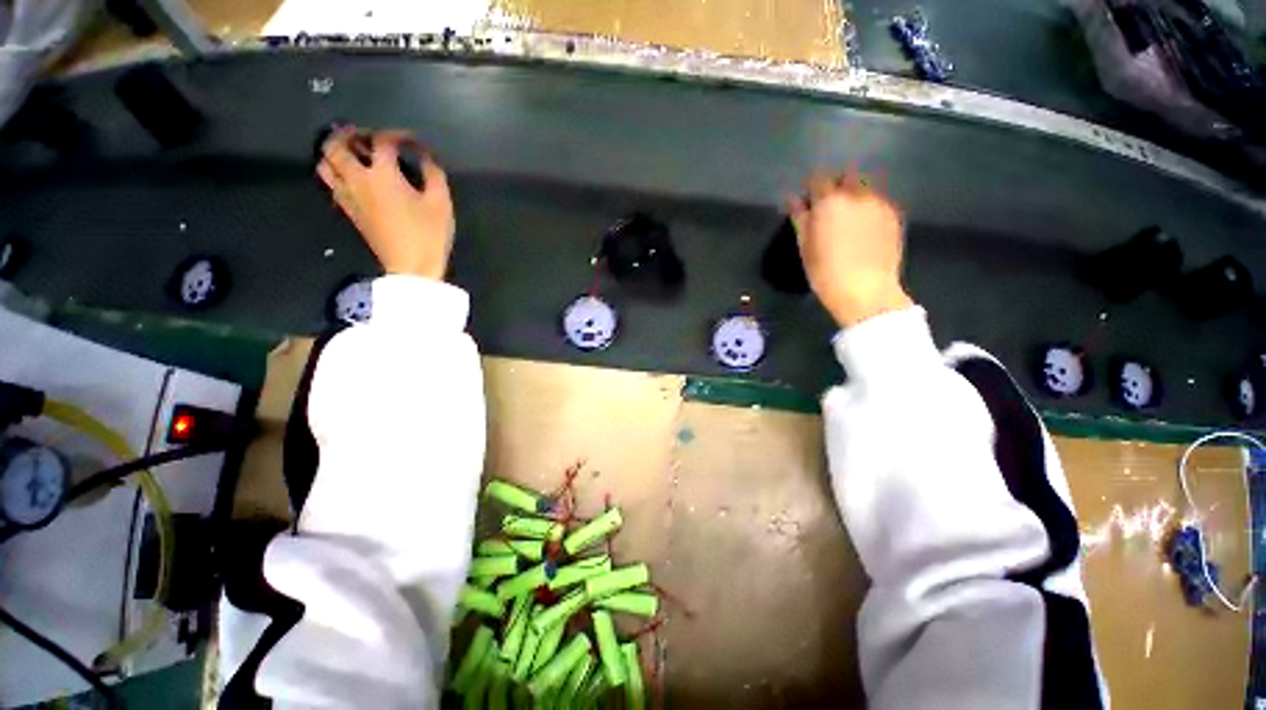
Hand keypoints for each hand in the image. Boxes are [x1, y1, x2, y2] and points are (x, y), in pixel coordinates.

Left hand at [318, 127, 453, 278]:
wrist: (412, 267)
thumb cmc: (429, 234)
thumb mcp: (441, 203)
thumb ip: (433, 173)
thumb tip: (426, 157)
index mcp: (382, 175)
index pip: (382, 141)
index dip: (397, 135)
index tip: (412, 140)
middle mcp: (357, 180)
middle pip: (335, 145)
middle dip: (348, 134)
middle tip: (364, 135)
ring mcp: (348, 196)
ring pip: (325, 164)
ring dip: (334, 152)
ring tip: (352, 152)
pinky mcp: (348, 211)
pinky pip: (331, 183)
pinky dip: (337, 172)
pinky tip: (354, 176)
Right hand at [788, 170, 912, 327]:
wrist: (865, 290)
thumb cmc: (825, 271)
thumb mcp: (805, 246)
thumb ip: (800, 218)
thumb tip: (793, 200)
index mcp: (829, 201)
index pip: (818, 179)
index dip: (812, 189)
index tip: (808, 202)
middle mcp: (856, 194)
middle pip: (846, 176)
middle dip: (837, 185)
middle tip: (829, 208)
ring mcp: (878, 203)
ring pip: (865, 188)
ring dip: (854, 196)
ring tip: (848, 219)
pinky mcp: (893, 215)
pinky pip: (877, 202)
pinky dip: (868, 209)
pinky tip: (864, 230)